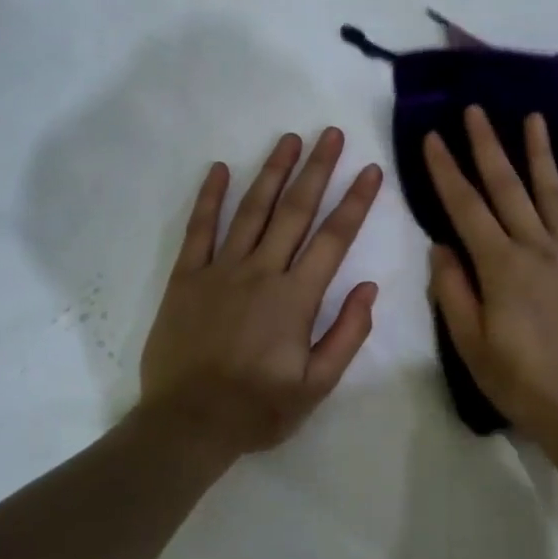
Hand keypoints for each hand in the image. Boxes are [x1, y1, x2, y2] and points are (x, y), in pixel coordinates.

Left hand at [139, 128, 382, 457]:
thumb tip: (370, 288)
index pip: (334, 239)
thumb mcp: (317, 385)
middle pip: (295, 211)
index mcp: (296, 298)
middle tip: (332, 134)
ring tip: (289, 139)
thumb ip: (347, 334)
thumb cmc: (258, 408)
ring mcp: (220, 270)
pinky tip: (218, 169)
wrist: (188, 424)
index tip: (371, 170)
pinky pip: (199, 230)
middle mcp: (261, 272)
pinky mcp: (186, 278)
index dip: (356, 202)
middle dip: (317, 169)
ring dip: (272, 171)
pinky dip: (209, 198)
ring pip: (252, 210)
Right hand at [424, 106, 557, 450]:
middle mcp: (537, 249)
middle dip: (488, 147)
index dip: (446, 171)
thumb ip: (452, 291)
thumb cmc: (521, 382)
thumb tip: (440, 245)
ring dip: (540, 153)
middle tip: (475, 111)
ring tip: (532, 117)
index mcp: (500, 267)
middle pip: (508, 188)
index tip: (433, 137)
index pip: (465, 208)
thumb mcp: (470, 345)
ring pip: (554, 193)